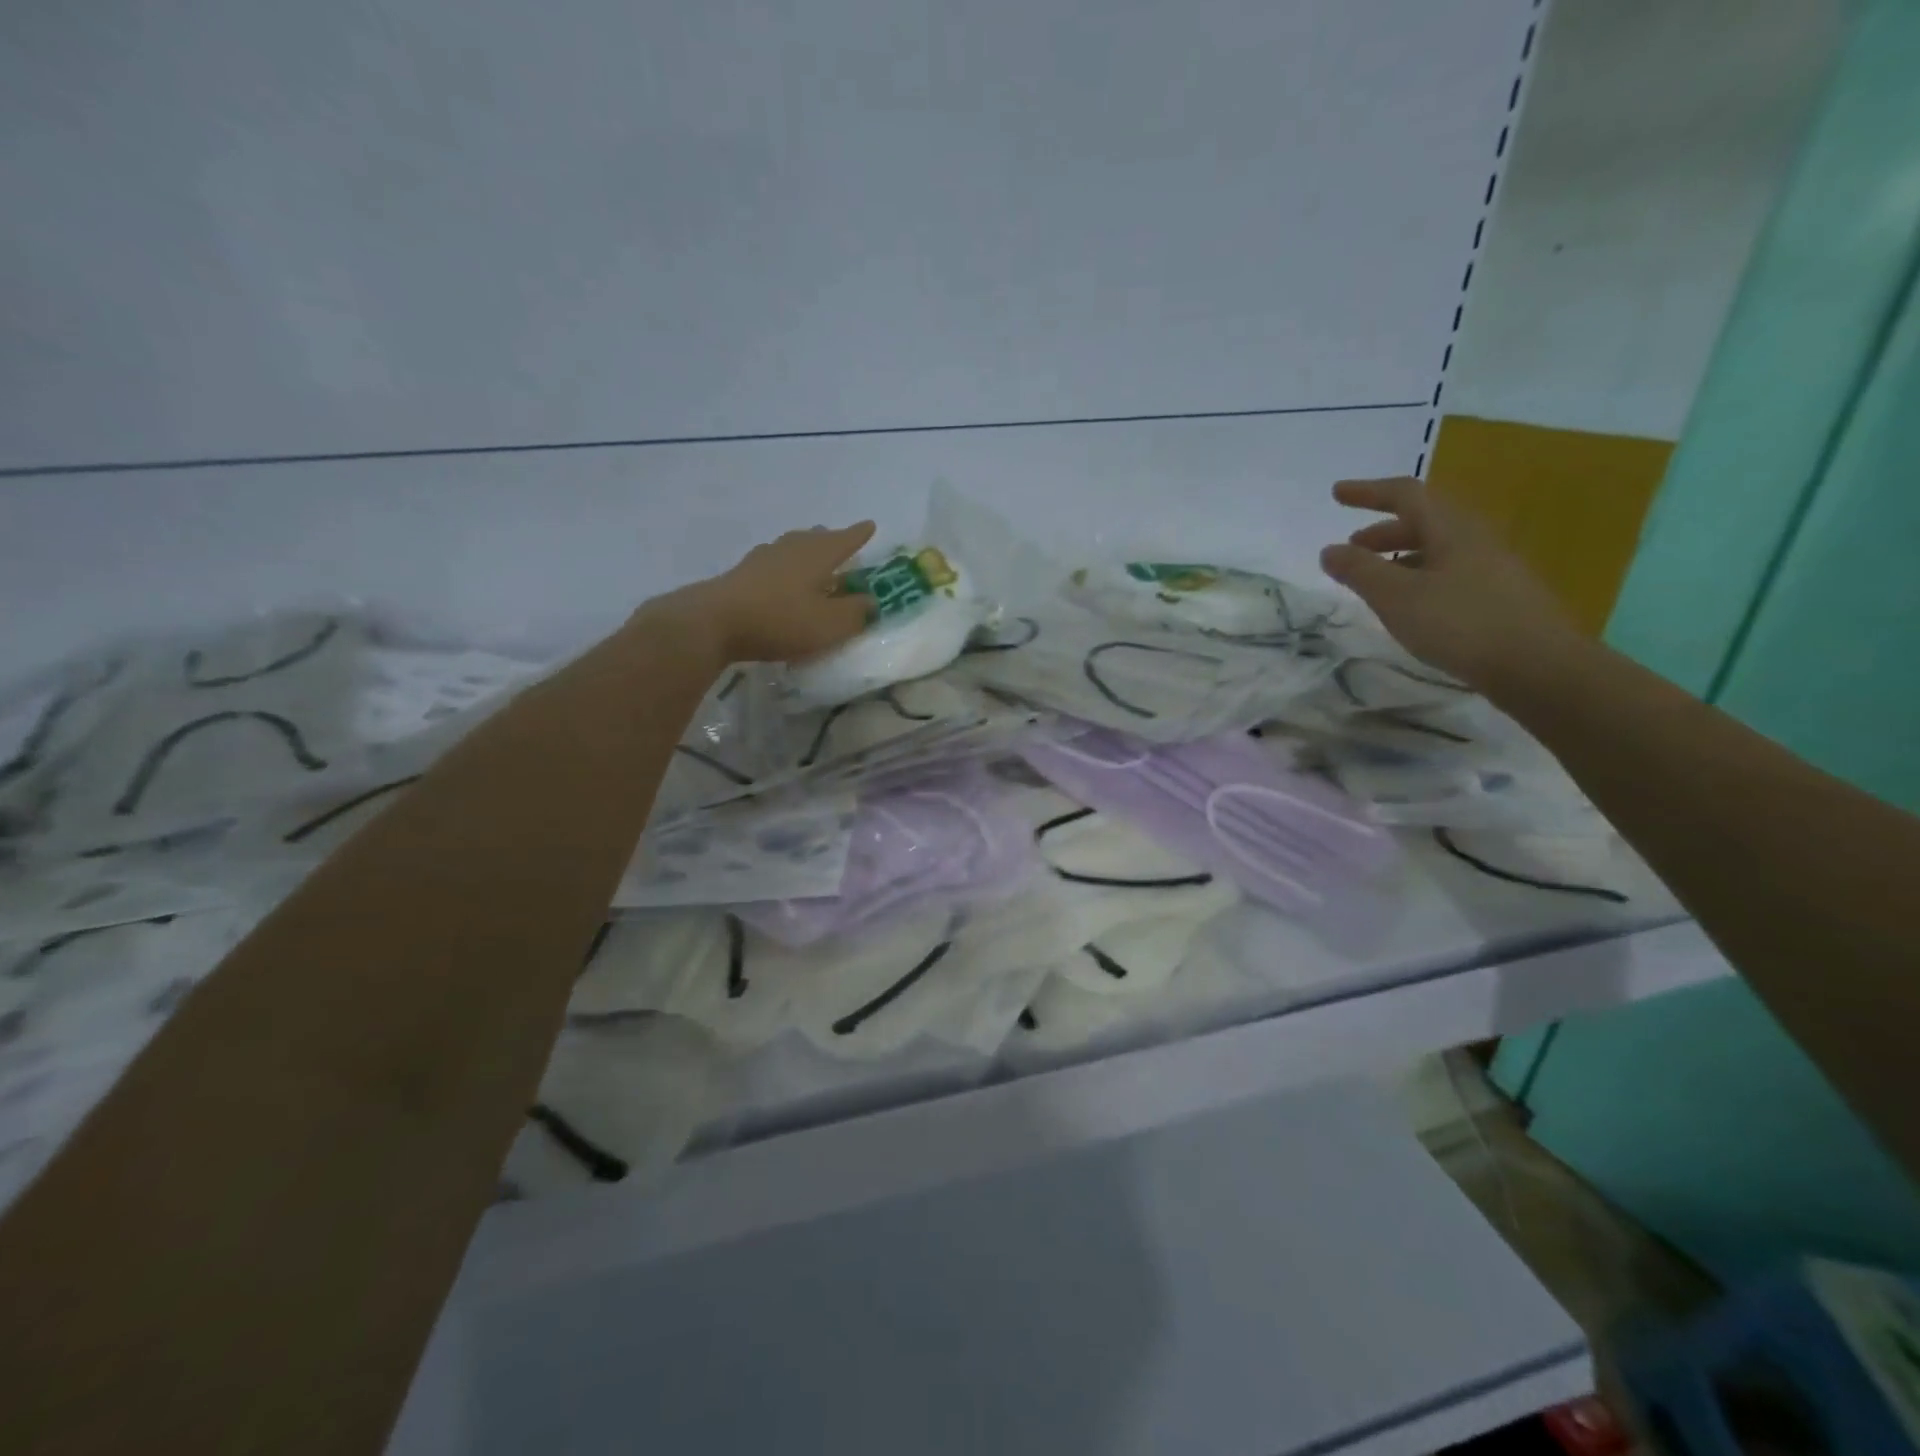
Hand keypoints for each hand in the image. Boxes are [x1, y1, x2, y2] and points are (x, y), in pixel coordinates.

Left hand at [666, 522, 877, 664]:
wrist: (714, 623)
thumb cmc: (780, 621)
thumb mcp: (829, 624)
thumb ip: (855, 613)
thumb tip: (871, 601)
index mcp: (816, 556)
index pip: (844, 540)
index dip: (859, 535)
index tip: (870, 525)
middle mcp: (789, 550)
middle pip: (814, 539)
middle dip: (829, 539)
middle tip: (839, 540)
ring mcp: (761, 560)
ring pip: (790, 548)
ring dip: (804, 550)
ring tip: (811, 556)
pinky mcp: (740, 576)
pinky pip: (771, 564)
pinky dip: (783, 567)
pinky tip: (778, 576)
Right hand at [1319, 477, 1578, 691]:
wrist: (1538, 666)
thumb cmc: (1460, 624)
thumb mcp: (1396, 597)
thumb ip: (1359, 571)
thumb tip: (1330, 550)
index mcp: (1451, 528)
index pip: (1406, 495)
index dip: (1368, 492)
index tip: (1337, 494)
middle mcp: (1474, 538)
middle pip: (1423, 521)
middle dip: (1382, 530)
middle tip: (1352, 547)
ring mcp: (1491, 567)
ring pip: (1437, 548)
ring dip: (1400, 555)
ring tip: (1375, 580)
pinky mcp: (1498, 596)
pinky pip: (1449, 572)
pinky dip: (1419, 576)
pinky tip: (1410, 605)